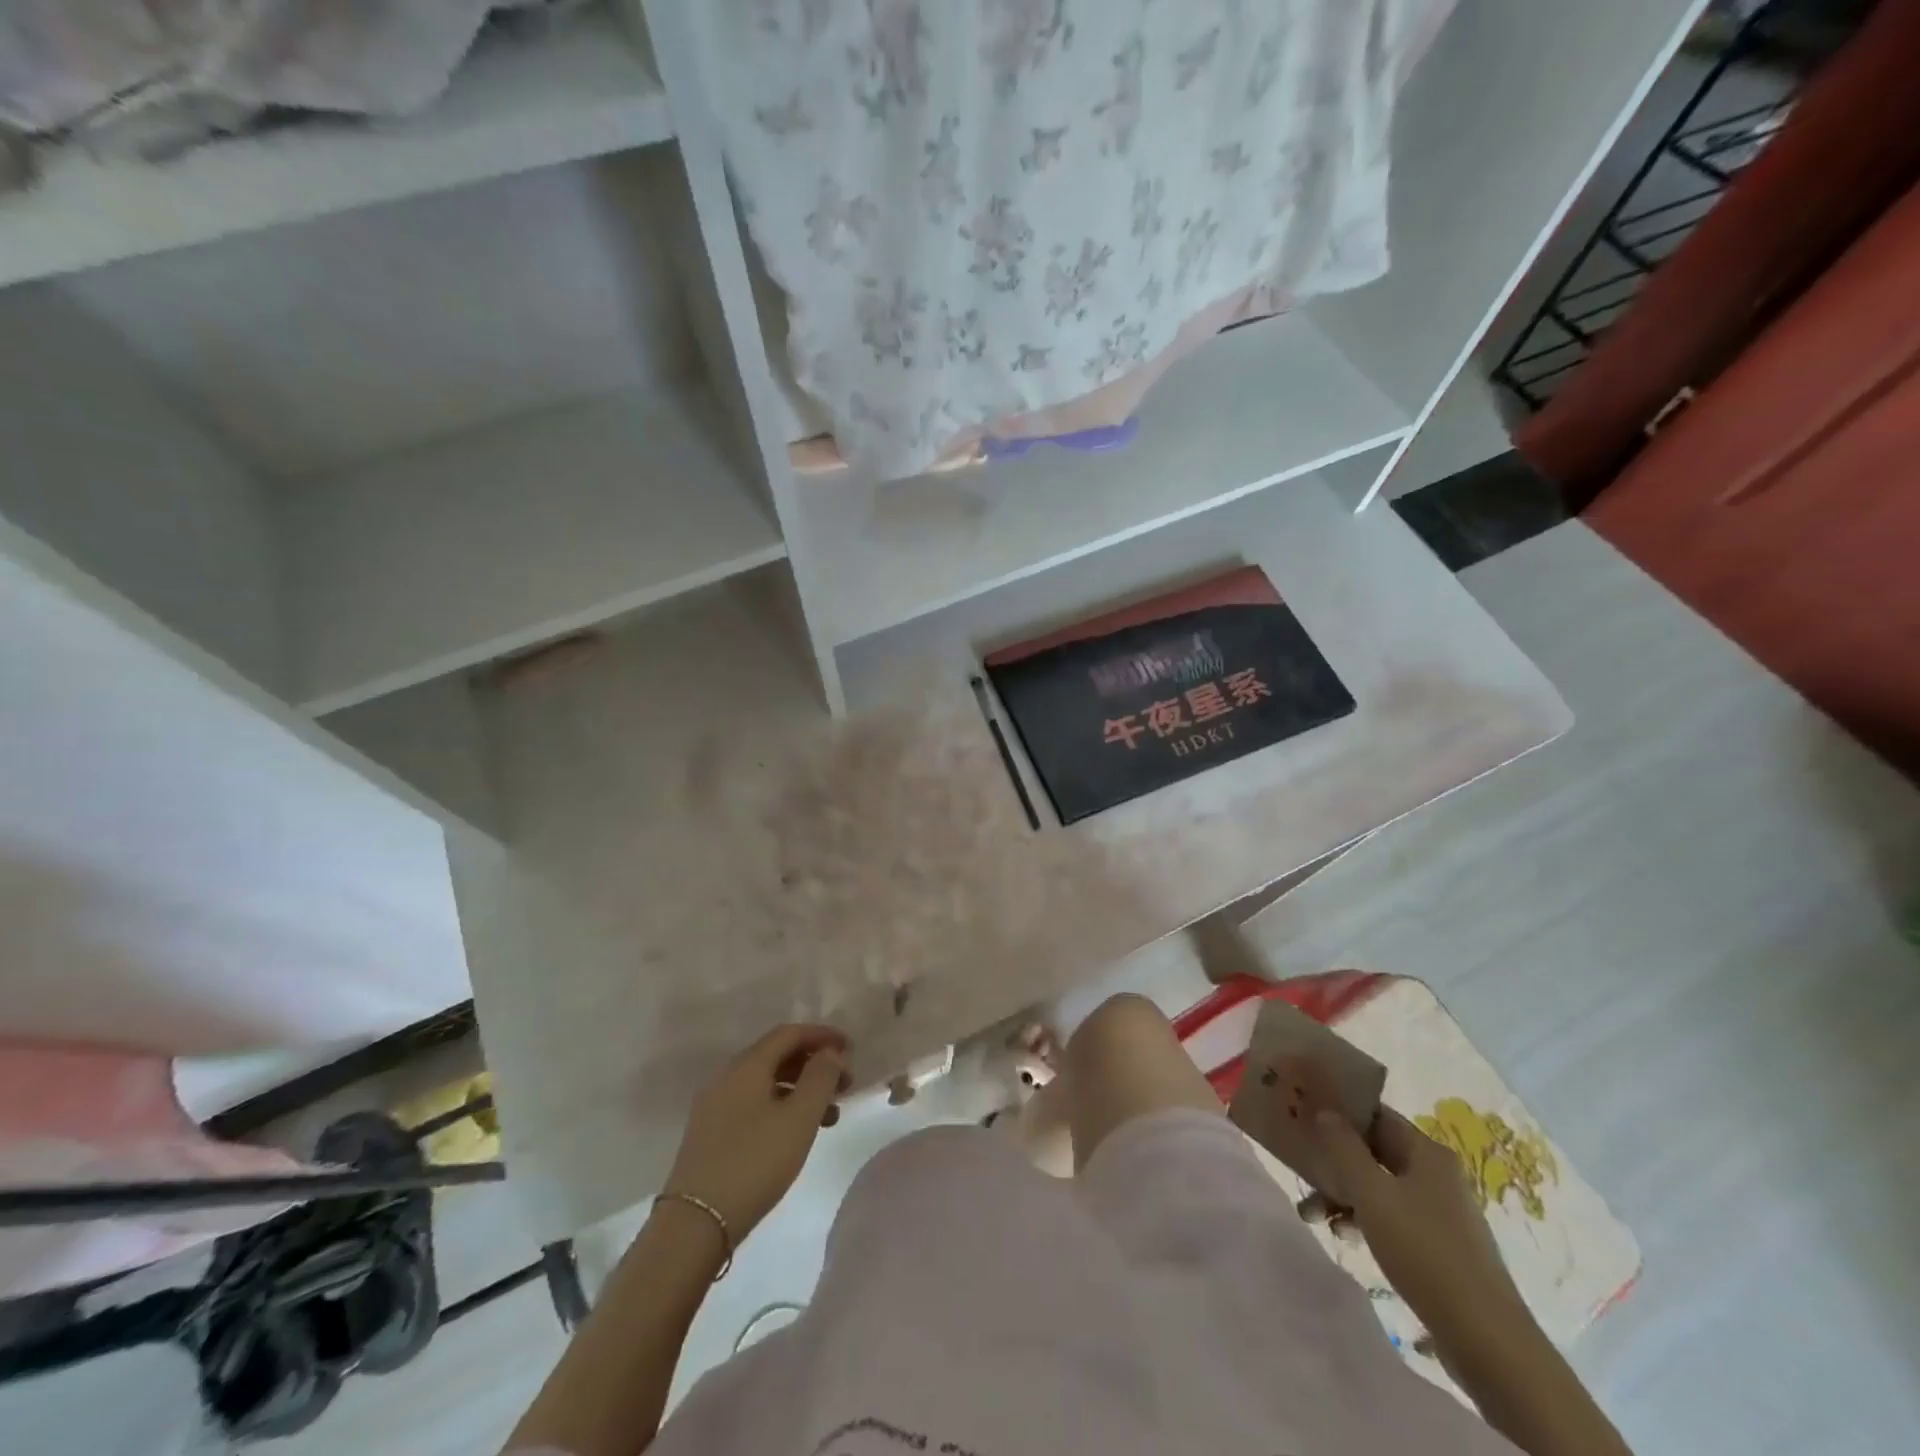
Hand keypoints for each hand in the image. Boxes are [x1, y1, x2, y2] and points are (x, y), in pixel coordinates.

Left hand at [661, 1024, 848, 1244]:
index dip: (822, 1036)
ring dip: (801, 1089)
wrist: (695, 1224)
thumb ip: (821, 1077)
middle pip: (777, 1055)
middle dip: (814, 1064)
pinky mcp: (711, 1133)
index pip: (789, 1033)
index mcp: (747, 1065)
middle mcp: (727, 1076)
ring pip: (766, 1082)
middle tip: (845, 1084)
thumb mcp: (799, 1118)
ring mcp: (715, 1105)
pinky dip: (782, 1107)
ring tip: (831, 1115)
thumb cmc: (755, 1163)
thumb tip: (830, 1052)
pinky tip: (797, 1133)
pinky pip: (754, 1103)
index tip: (850, 1049)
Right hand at [1308, 1101, 1527, 1339]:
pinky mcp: (1440, 1245)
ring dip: (1343, 1195)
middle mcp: (1436, 1174)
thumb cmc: (1424, 1252)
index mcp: (1427, 1153)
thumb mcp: (1371, 1194)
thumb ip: (1343, 1147)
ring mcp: (1441, 1211)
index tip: (1303, 1118)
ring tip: (1313, 1216)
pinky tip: (1344, 1236)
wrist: (1487, 1341)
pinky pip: (1392, 1216)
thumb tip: (1325, 1111)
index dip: (1339, 1112)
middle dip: (1334, 1162)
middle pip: (1374, 1152)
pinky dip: (1364, 1219)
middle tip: (1300, 1173)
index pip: (1375, 1115)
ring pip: (1379, 1186)